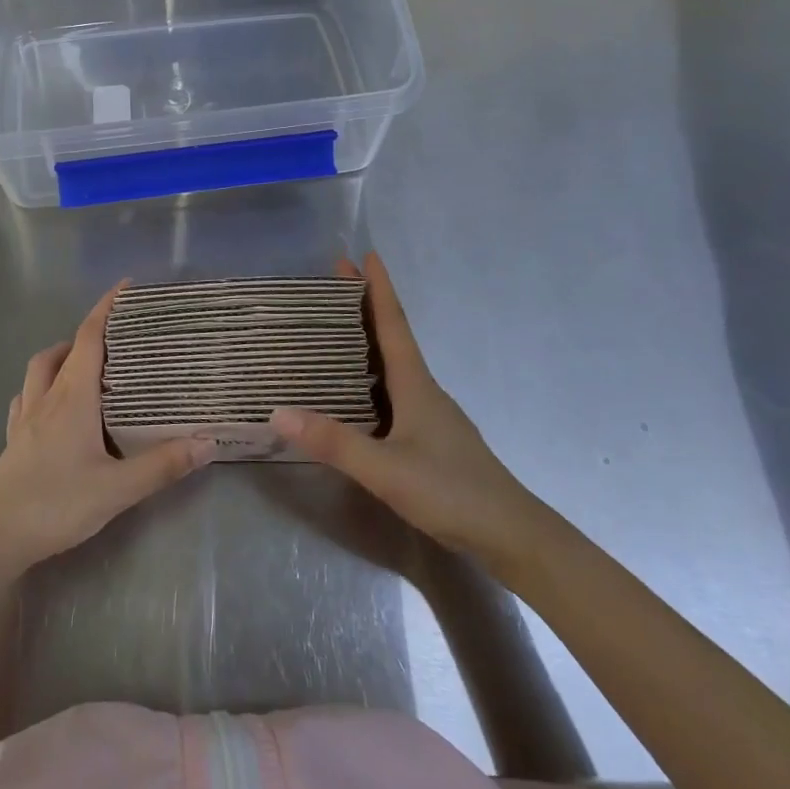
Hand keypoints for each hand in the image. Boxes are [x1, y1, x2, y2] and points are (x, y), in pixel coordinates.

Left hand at [0, 284, 213, 575]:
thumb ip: (162, 465)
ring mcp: (25, 418)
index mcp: (72, 397)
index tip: (124, 287)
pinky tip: (52, 406)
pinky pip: (26, 398)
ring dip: (61, 357)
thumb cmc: (56, 504)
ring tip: (86, 367)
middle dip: (87, 334)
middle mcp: (46, 398)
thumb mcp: (117, 488)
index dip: (105, 309)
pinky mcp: (13, 440)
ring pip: (39, 370)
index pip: (89, 338)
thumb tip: (208, 441)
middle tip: (115, 339)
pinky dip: (41, 388)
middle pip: (63, 350)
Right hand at [272, 254, 545, 571]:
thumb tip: (278, 412)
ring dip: (367, 340)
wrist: (511, 534)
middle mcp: (422, 389)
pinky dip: (370, 375)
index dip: (378, 288)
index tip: (363, 254)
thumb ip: (334, 442)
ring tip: (333, 329)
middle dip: (364, 306)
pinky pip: (393, 390)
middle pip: (391, 336)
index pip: (393, 324)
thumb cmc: (451, 491)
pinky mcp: (429, 436)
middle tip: (333, 283)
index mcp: (415, 383)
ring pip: (392, 364)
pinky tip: (354, 392)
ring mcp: (429, 413)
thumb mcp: (386, 469)